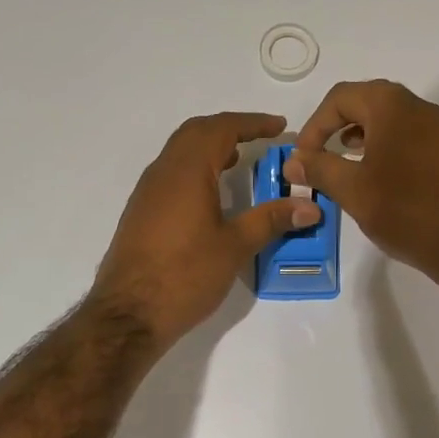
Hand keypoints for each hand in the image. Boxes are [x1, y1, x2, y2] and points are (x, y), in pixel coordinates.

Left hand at [91, 112, 320, 348]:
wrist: (128, 314)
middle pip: (196, 132)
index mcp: (186, 171)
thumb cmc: (185, 275)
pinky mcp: (141, 212)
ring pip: (180, 152)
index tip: (279, 127)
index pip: (221, 129)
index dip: (252, 123)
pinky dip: (195, 169)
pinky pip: (171, 174)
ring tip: (239, 161)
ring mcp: (147, 192)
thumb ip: (271, 220)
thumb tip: (310, 207)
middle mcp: (163, 172)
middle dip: (229, 129)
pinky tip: (211, 194)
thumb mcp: (234, 246)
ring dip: (210, 148)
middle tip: (260, 138)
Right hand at [286, 80, 438, 295]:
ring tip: (342, 163)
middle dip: (336, 125)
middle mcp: (417, 106)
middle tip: (319, 155)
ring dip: (359, 135)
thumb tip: (293, 161)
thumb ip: (318, 169)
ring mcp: (438, 127)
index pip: (340, 97)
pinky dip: (383, 146)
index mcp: (391, 105)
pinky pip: (407, 135)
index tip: (302, 157)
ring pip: (388, 118)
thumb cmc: (405, 210)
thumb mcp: (352, 190)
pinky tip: (375, 175)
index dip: (314, 125)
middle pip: (366, 101)